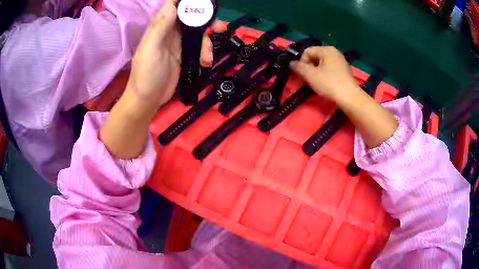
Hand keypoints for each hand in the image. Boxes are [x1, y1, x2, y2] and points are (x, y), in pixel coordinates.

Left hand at [127, 0, 225, 108]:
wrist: (148, 99)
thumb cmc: (146, 75)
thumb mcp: (151, 50)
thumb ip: (160, 28)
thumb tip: (172, 6)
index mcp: (160, 26)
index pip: (173, 6)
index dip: (188, 3)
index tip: (204, 4)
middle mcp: (169, 30)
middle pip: (191, 17)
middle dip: (206, 20)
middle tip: (219, 27)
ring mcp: (178, 42)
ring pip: (198, 32)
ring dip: (207, 40)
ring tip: (208, 56)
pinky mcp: (184, 54)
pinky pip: (199, 46)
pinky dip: (205, 52)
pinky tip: (206, 62)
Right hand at [290, 46, 359, 101]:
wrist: (349, 98)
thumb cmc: (329, 84)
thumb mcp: (310, 75)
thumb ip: (298, 67)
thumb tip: (291, 63)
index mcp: (326, 50)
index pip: (307, 52)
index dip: (301, 62)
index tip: (303, 75)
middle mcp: (334, 52)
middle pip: (315, 57)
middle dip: (309, 67)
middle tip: (308, 80)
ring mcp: (341, 61)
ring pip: (322, 64)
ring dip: (316, 72)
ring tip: (316, 83)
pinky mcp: (345, 70)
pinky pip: (330, 69)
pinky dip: (325, 74)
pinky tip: (326, 84)